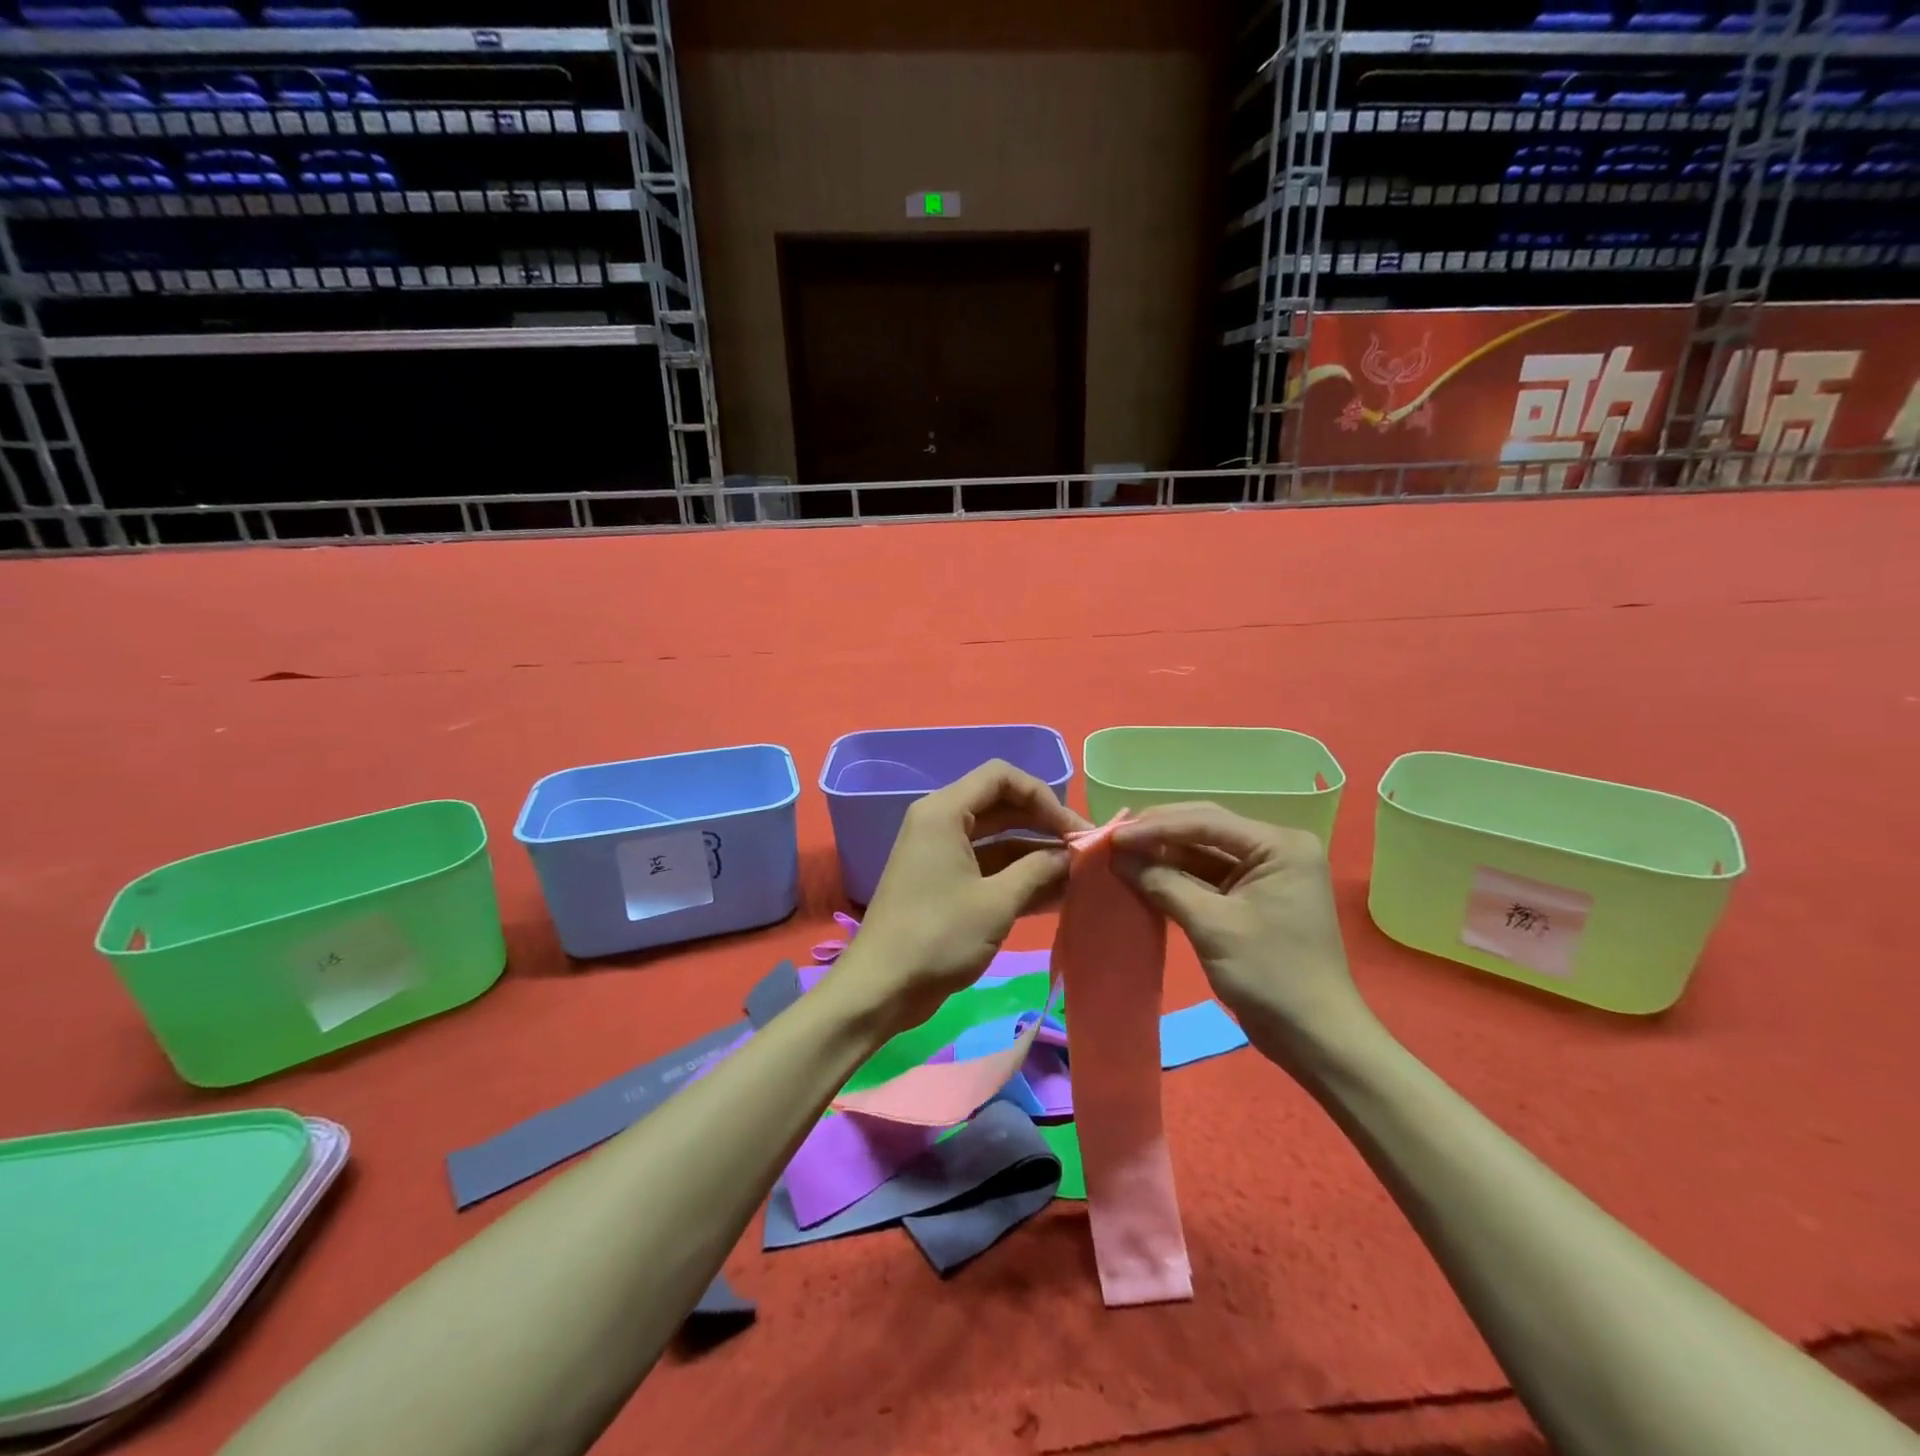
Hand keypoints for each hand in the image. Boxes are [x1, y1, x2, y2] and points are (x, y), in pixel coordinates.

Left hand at [831, 760, 1089, 1032]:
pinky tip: (1056, 895)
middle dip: (1044, 825)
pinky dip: (1018, 877)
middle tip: (1085, 852)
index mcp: (944, 812)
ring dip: (1036, 855)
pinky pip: (988, 867)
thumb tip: (1073, 855)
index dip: (1043, 796)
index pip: (1002, 777)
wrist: (881, 988)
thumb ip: (1039, 870)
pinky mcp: (945, 883)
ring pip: (998, 839)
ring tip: (1079, 877)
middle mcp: (941, 823)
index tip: (1073, 829)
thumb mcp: (997, 902)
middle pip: (1002, 806)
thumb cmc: (938, 936)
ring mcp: (942, 854)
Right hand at [1110, 803, 1372, 1065]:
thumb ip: (1162, 882)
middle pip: (1205, 828)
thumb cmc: (1270, 975)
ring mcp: (1264, 873)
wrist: (1314, 1037)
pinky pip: (1207, 875)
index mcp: (1279, 845)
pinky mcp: (1252, 897)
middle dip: (1158, 833)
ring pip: (1203, 850)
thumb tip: (1116, 856)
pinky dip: (1176, 875)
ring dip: (1163, 853)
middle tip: (1113, 840)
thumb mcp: (1211, 925)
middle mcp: (1275, 849)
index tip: (1113, 837)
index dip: (1155, 826)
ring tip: (1120, 855)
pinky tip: (1144, 874)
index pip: (1207, 822)